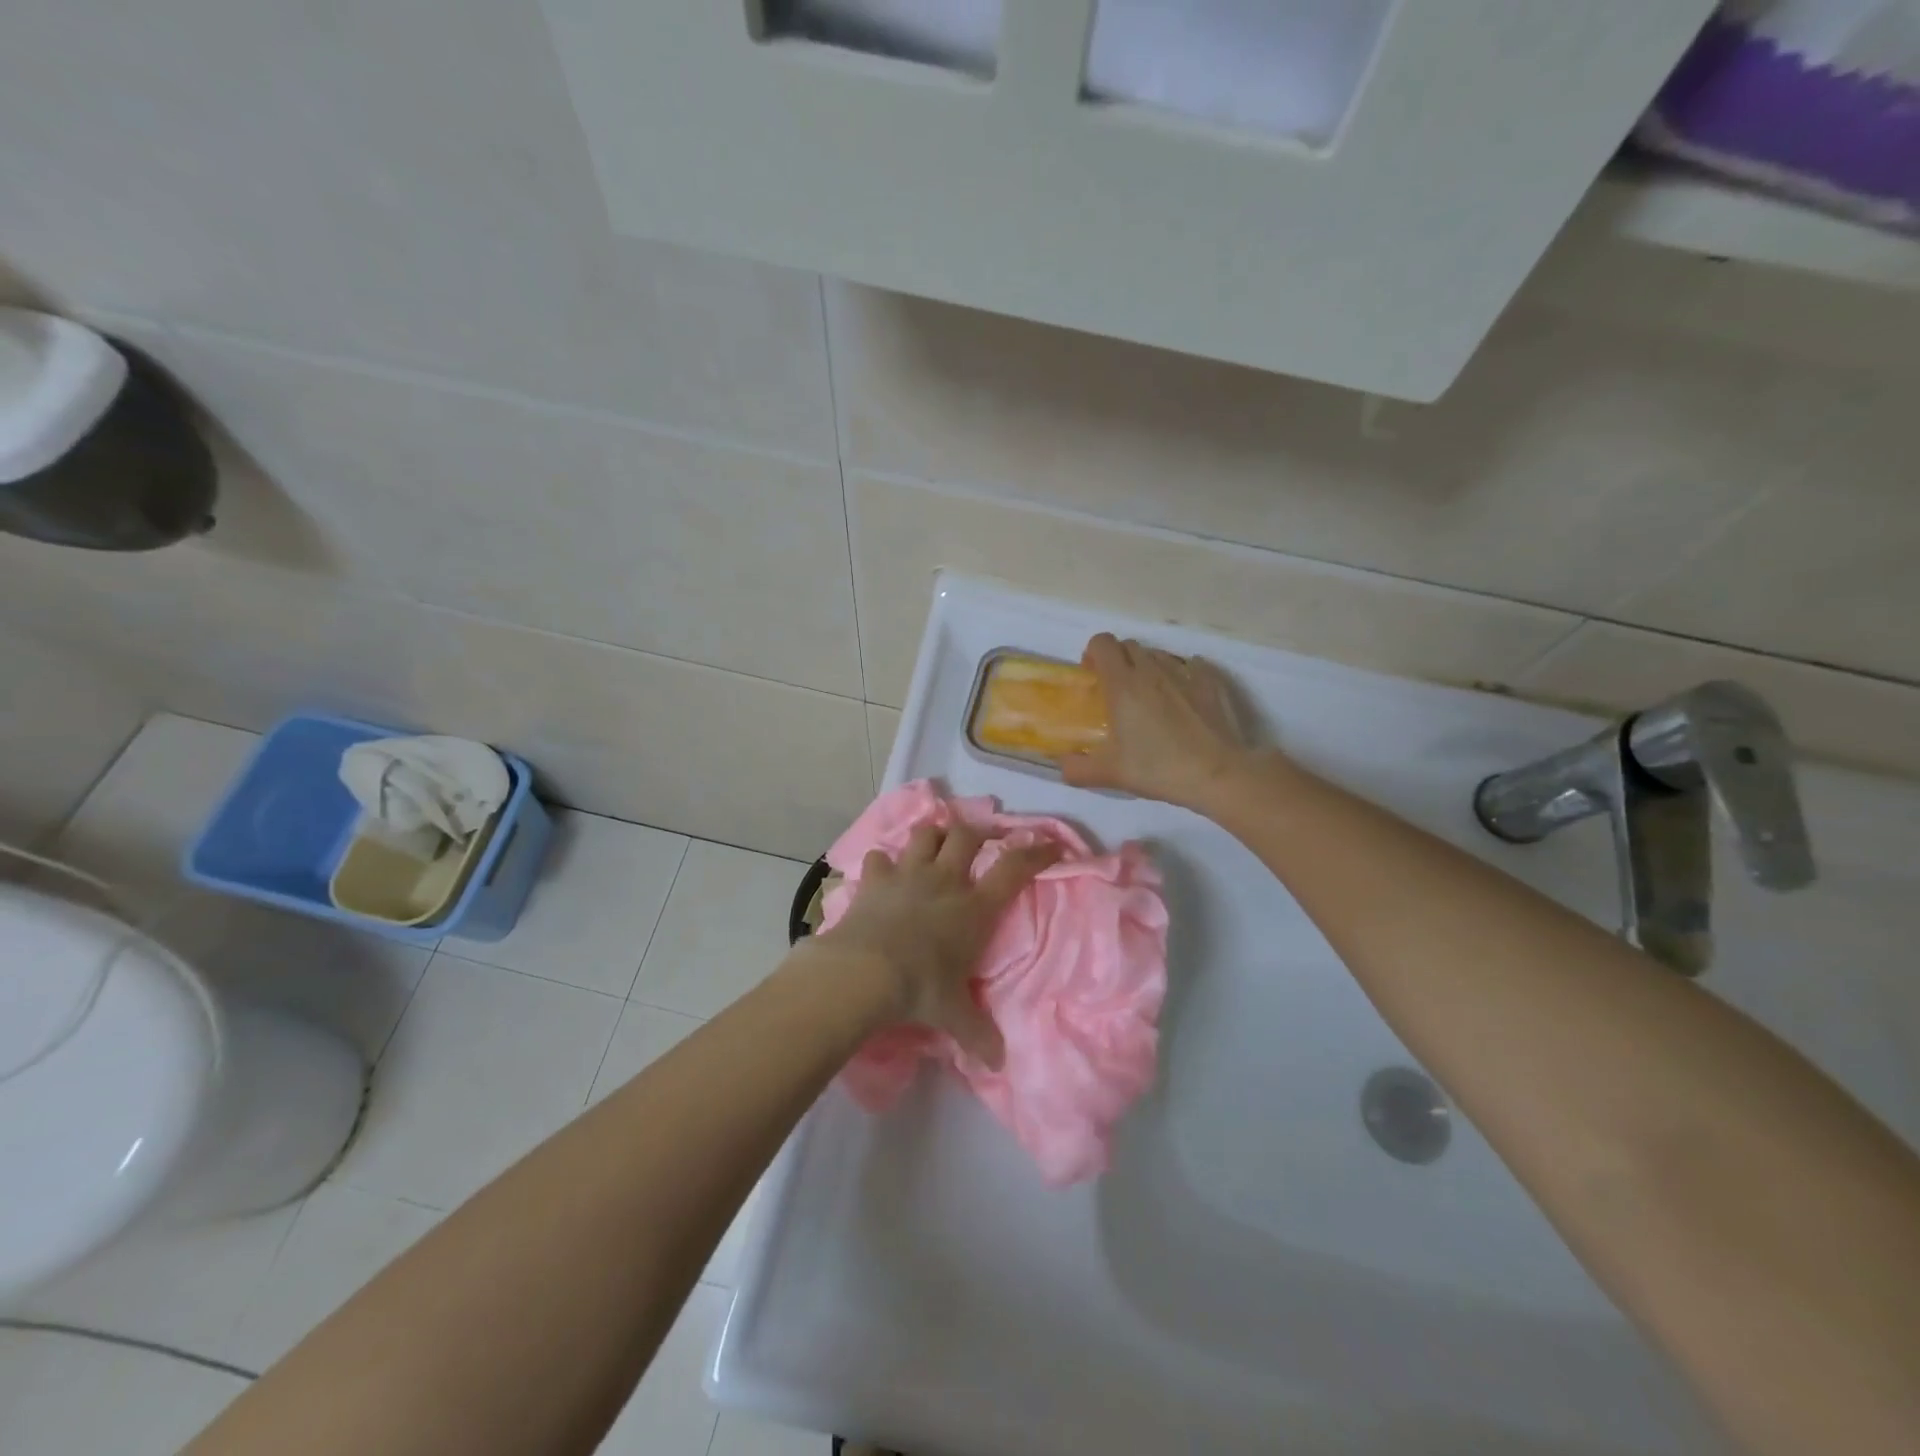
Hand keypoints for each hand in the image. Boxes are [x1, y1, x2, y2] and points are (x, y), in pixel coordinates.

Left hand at [810, 821, 1058, 1067]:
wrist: (864, 972)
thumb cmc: (920, 989)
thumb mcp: (954, 1015)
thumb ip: (978, 1033)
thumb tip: (999, 1062)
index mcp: (974, 908)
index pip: (1014, 869)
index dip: (1036, 853)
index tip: (1050, 844)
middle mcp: (945, 881)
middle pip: (967, 835)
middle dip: (976, 832)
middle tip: (979, 840)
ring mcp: (907, 874)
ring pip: (925, 834)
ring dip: (932, 835)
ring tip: (934, 844)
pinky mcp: (874, 879)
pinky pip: (878, 857)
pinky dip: (882, 862)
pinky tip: (883, 872)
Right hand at [1062, 633, 1255, 809]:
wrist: (1218, 774)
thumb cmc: (1158, 768)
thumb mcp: (1110, 774)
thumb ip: (1077, 769)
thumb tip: (1063, 765)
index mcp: (1123, 684)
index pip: (1102, 643)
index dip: (1093, 653)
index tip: (1092, 677)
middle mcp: (1152, 670)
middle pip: (1129, 646)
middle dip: (1118, 660)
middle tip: (1117, 691)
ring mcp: (1185, 673)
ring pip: (1158, 654)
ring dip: (1148, 667)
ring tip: (1150, 696)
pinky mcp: (1211, 682)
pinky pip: (1191, 665)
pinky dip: (1182, 674)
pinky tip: (1183, 695)